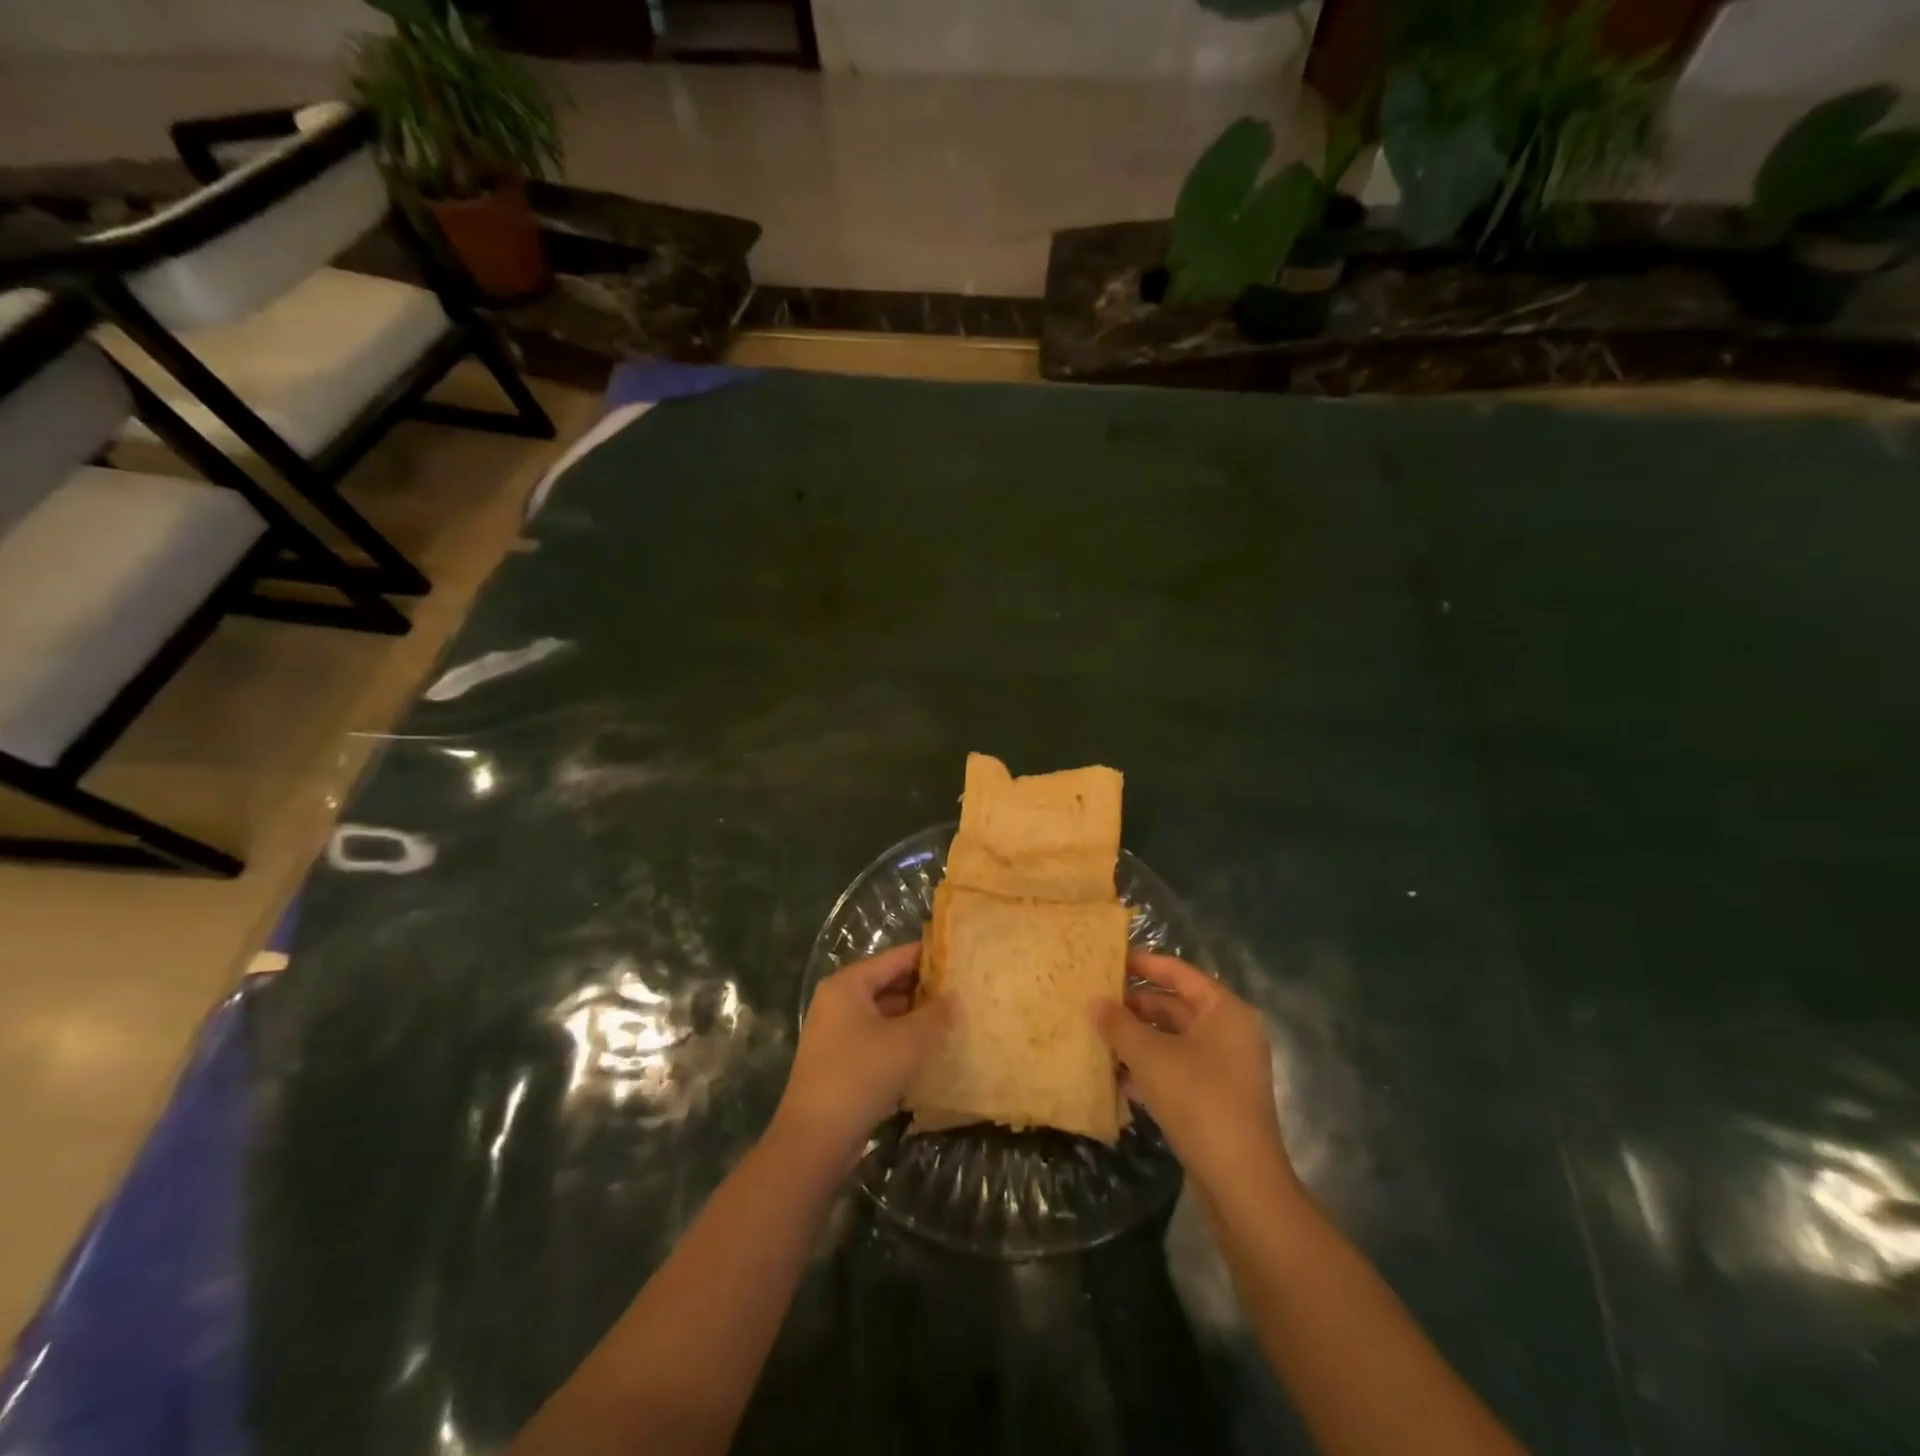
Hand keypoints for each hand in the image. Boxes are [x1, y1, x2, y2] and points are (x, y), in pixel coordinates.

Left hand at [773, 942, 954, 1166]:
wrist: (815, 1139)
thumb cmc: (860, 1075)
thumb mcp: (907, 1042)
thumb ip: (935, 1015)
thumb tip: (954, 997)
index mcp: (848, 985)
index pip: (896, 958)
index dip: (930, 957)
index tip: (962, 959)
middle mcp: (839, 1001)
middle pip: (889, 984)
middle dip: (925, 990)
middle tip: (965, 992)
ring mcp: (837, 1033)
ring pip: (885, 1014)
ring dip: (915, 1018)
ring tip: (955, 1020)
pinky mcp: (841, 1062)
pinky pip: (878, 1039)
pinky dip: (902, 1041)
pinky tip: (931, 1052)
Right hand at [1094, 951, 1294, 1197]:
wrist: (1241, 1183)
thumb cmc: (1198, 1101)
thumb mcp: (1150, 1057)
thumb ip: (1119, 1024)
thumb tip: (1094, 1001)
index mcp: (1224, 1010)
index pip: (1177, 972)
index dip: (1142, 964)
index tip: (1107, 958)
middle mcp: (1230, 1031)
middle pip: (1176, 1005)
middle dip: (1135, 1005)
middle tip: (1094, 998)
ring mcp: (1226, 1067)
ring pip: (1174, 1039)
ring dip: (1138, 1038)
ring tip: (1097, 1034)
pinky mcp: (1218, 1097)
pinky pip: (1178, 1067)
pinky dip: (1150, 1067)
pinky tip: (1116, 1076)